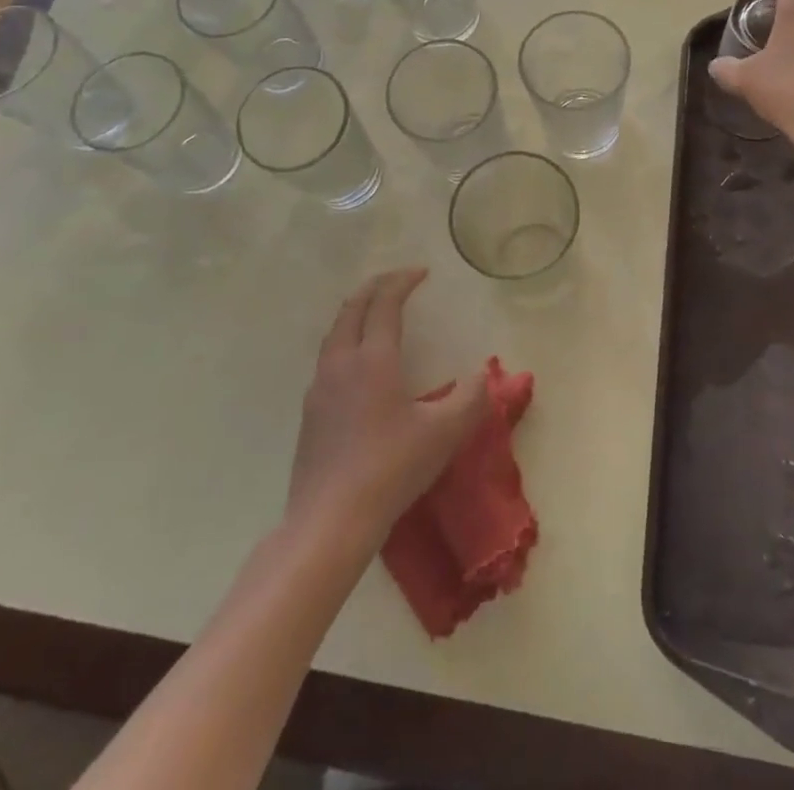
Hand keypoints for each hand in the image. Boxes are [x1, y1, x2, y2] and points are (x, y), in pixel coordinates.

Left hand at [288, 268, 488, 547]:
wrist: (329, 521)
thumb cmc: (391, 468)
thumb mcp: (445, 433)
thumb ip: (472, 398)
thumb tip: (484, 374)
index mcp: (373, 358)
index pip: (385, 303)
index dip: (403, 282)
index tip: (422, 272)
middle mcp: (341, 363)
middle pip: (353, 308)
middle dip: (375, 287)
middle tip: (398, 281)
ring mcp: (320, 388)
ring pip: (335, 332)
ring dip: (356, 312)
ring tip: (375, 312)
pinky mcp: (310, 413)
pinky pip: (327, 358)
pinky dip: (345, 339)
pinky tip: (357, 363)